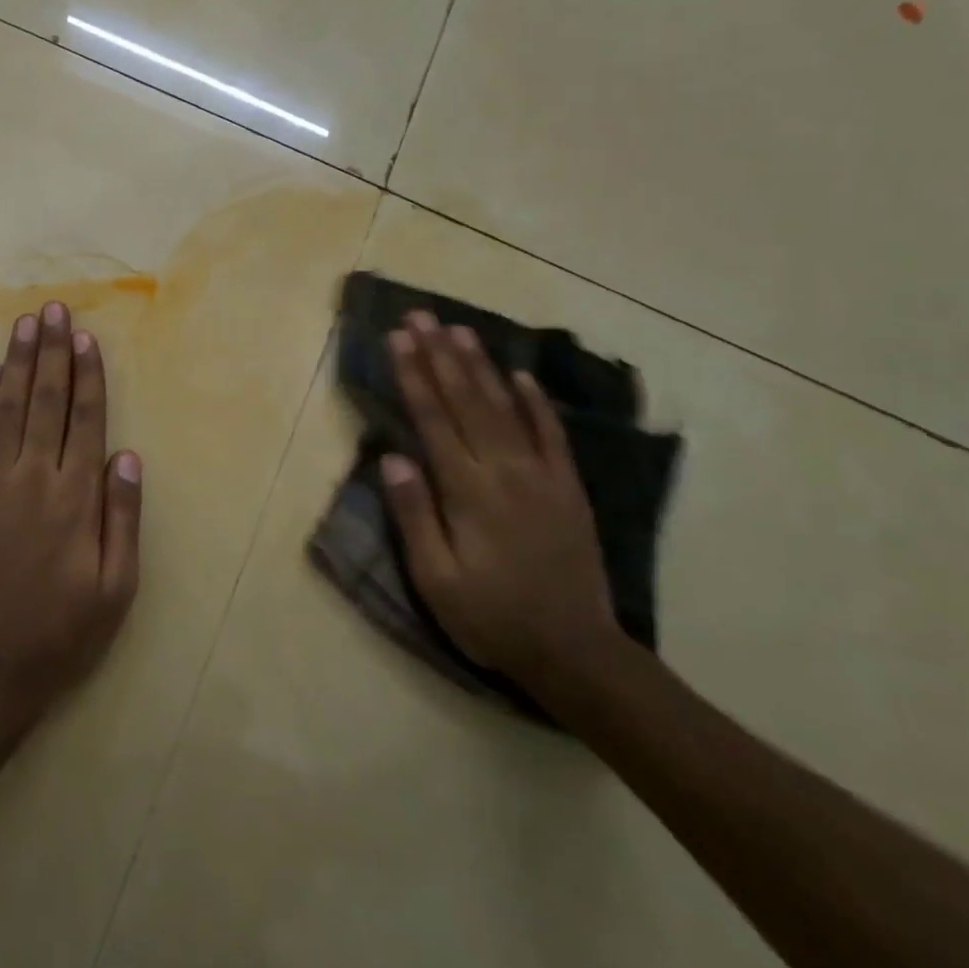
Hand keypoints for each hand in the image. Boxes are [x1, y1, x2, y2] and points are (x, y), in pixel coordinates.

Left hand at [0, 301, 141, 737]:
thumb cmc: (59, 634)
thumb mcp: (115, 589)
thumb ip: (123, 518)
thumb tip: (127, 455)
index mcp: (75, 499)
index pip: (85, 419)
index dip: (87, 375)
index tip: (85, 337)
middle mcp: (31, 479)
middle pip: (46, 401)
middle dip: (51, 352)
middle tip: (52, 309)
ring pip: (6, 409)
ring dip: (18, 363)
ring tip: (25, 324)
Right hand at [379, 311, 617, 690]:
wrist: (575, 651)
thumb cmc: (492, 618)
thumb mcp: (436, 580)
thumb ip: (414, 516)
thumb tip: (394, 458)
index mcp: (468, 492)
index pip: (434, 420)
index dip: (414, 376)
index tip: (398, 339)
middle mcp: (505, 471)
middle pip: (467, 401)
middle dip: (440, 355)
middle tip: (421, 316)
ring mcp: (542, 475)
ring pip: (506, 407)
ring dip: (481, 366)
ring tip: (460, 330)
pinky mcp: (568, 488)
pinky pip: (551, 434)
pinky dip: (536, 402)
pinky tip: (521, 376)